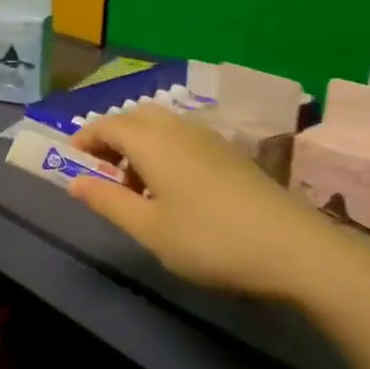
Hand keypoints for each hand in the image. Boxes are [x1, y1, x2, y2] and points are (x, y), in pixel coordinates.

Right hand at [66, 104, 369, 306]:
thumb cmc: (210, 241)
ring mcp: (211, 140)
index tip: (72, 164)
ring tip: (140, 189)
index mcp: (152, 142)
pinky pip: (185, 139)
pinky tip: (177, 192)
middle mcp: (179, 130)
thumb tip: (74, 182)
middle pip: (135, 118)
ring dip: (141, 147)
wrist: (296, 250)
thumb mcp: (149, 229)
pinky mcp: (233, 155)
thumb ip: (108, 201)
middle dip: (113, 139)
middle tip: (107, 176)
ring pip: (163, 127)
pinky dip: (167, 153)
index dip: (85, 139)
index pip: (107, 124)